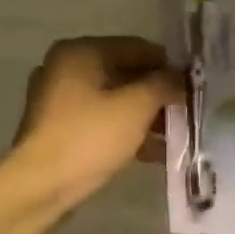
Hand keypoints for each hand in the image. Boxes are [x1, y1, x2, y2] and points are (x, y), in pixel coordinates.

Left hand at [10, 37, 184, 209]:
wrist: (41, 185)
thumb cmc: (90, 136)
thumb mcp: (136, 106)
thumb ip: (164, 85)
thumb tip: (182, 78)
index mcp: (81, 52)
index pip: (138, 48)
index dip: (169, 66)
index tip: (194, 87)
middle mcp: (66, 68)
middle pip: (126, 74)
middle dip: (158, 94)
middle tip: (187, 112)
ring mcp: (60, 100)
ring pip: (115, 100)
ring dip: (146, 116)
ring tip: (176, 135)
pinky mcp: (61, 129)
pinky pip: (102, 121)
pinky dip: (127, 131)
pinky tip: (154, 152)